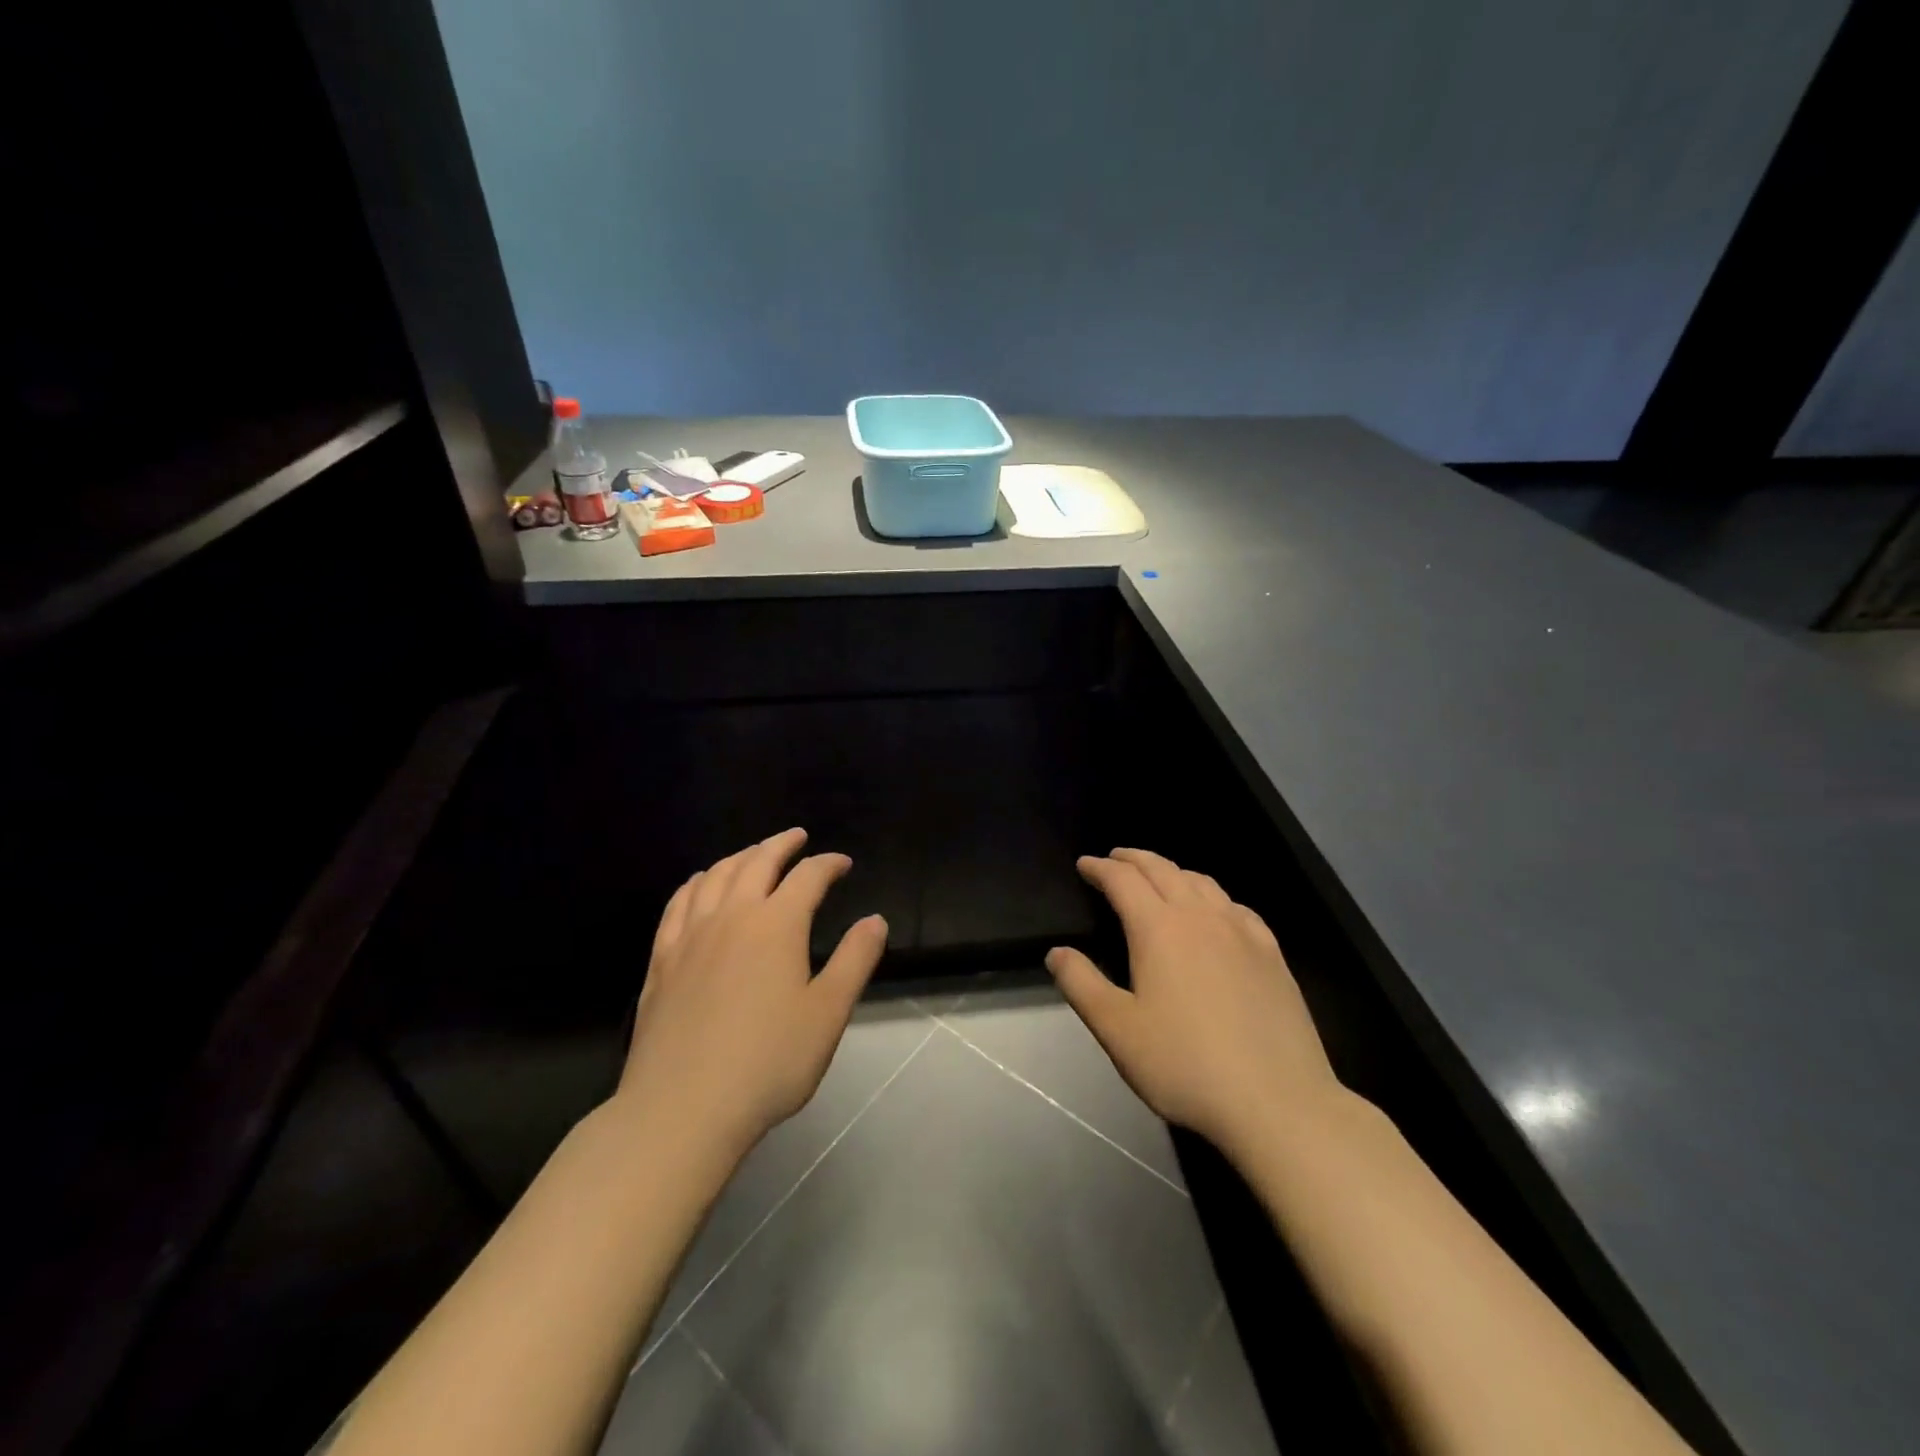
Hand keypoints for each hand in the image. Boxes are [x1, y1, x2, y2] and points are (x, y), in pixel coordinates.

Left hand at [616, 828, 887, 1157]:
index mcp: (777, 924)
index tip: (843, 863)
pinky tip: (699, 884)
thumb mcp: (828, 1013)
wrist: (683, 1108)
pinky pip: (678, 904)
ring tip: (754, 854)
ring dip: (739, 856)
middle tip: (798, 837)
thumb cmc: (768, 1062)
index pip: (808, 876)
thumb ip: (855, 960)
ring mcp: (690, 936)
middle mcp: (732, 916)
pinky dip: (695, 883)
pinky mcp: (662, 960)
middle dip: (781, 844)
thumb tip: (875, 920)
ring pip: (715, 876)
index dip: (828, 864)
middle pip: (757, 862)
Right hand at [1047, 848, 1341, 1160]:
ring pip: (1202, 882)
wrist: (1278, 1102)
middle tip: (1115, 858)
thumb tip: (1056, 952)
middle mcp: (1200, 917)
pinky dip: (1212, 896)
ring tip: (1158, 877)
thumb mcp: (1117, 1030)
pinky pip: (1236, 907)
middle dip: (1134, 859)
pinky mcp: (1272, 955)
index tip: (1084, 864)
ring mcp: (1242, 933)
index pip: (1123, 880)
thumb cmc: (1185, 1064)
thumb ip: (1082, 984)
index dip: (1100, 868)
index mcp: (1158, 929)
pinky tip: (1216, 912)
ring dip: (1172, 871)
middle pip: (1163, 870)